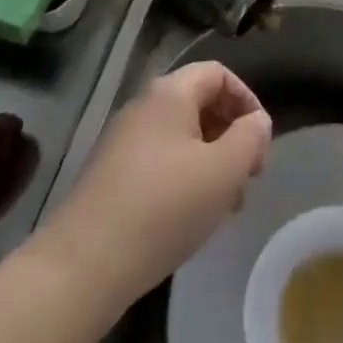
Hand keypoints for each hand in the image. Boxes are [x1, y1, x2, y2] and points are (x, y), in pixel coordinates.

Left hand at [34, 62, 271, 307]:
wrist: (81, 268)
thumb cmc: (163, 208)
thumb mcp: (224, 170)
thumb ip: (250, 137)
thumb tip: (257, 122)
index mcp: (170, 94)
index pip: (218, 73)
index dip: (247, 99)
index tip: (260, 140)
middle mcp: (143, 108)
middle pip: (200, 104)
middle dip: (231, 134)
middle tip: (248, 174)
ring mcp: (122, 144)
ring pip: (181, 138)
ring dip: (211, 161)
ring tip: (226, 204)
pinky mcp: (110, 179)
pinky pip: (160, 163)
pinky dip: (185, 179)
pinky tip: (191, 218)